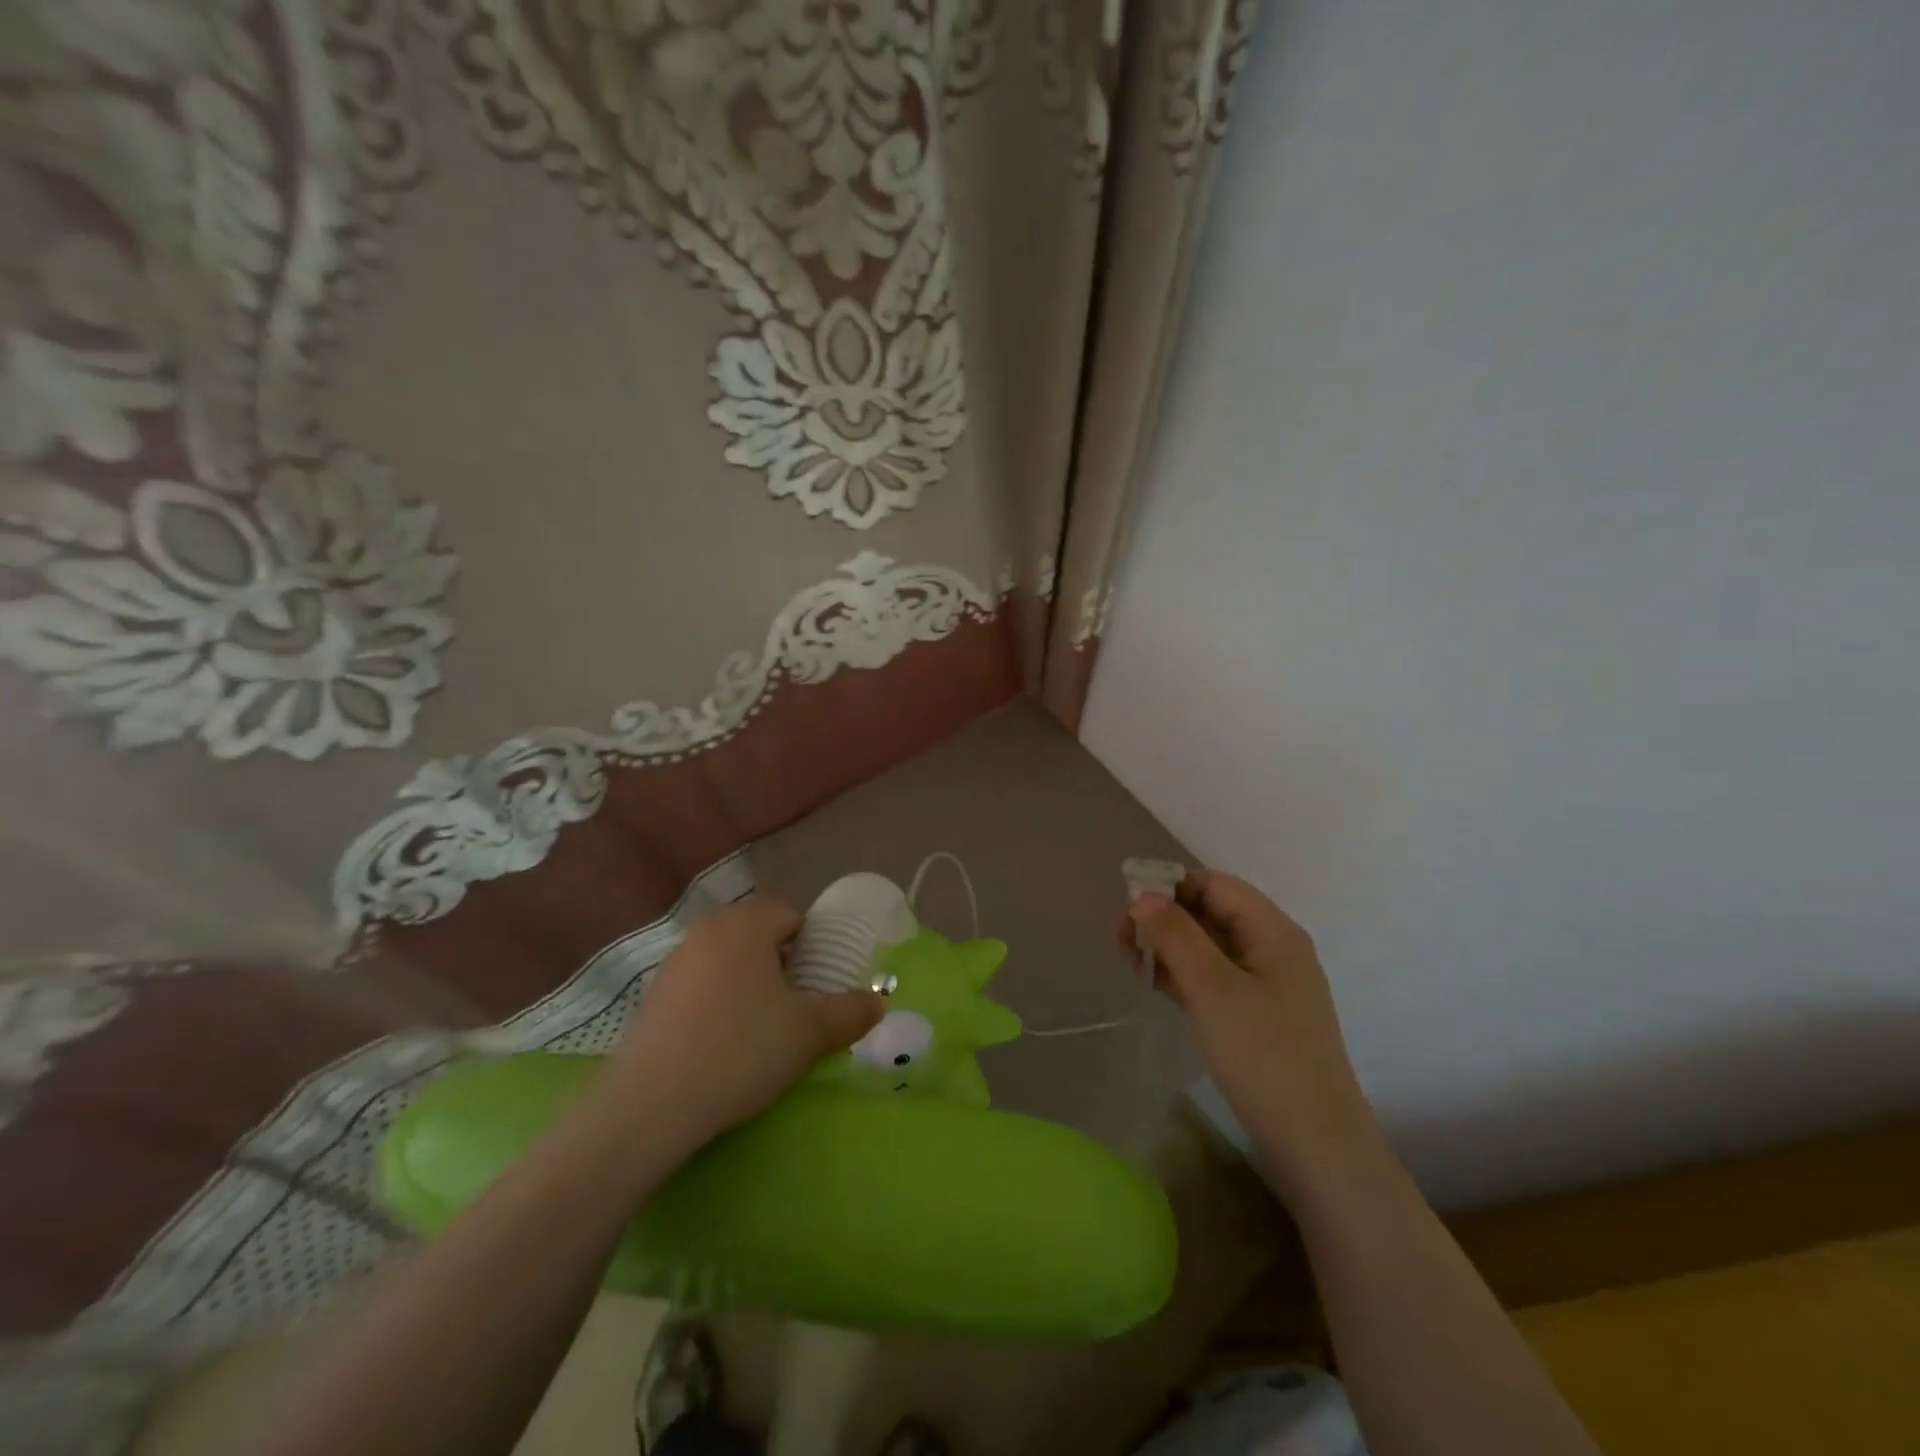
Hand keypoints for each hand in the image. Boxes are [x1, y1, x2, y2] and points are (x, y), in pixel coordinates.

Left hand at [605, 895, 884, 1148]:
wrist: (651, 1106)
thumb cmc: (741, 1050)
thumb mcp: (809, 1033)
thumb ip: (851, 1012)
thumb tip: (878, 1003)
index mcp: (746, 924)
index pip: (791, 914)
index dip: (813, 945)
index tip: (820, 984)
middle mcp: (707, 930)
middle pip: (758, 934)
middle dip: (782, 963)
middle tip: (797, 1005)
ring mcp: (674, 963)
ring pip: (728, 959)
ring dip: (749, 982)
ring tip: (762, 1028)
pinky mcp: (652, 997)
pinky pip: (700, 985)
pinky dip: (718, 1002)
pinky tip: (723, 1044)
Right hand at [1122, 871, 1381, 1202]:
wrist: (1317, 1146)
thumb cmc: (1264, 1056)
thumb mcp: (1213, 988)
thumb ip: (1175, 935)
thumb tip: (1141, 896)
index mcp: (1272, 931)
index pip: (1213, 885)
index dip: (1169, 888)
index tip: (1129, 913)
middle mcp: (1273, 949)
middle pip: (1210, 913)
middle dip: (1164, 920)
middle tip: (1122, 945)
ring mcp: (1268, 985)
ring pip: (1209, 947)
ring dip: (1170, 949)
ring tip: (1134, 968)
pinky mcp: (1259, 1016)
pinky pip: (1215, 978)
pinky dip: (1185, 976)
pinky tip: (1160, 990)